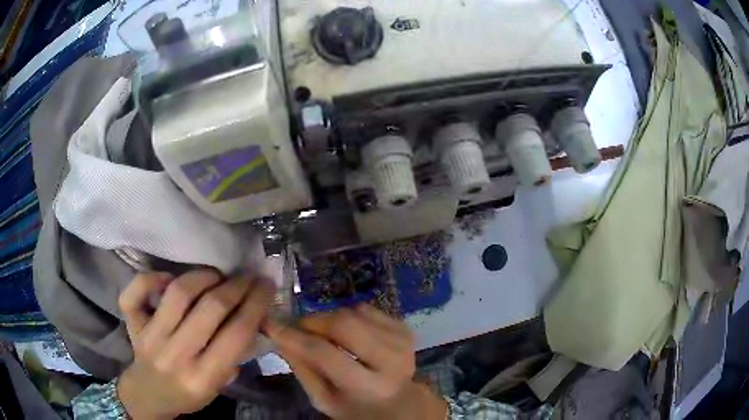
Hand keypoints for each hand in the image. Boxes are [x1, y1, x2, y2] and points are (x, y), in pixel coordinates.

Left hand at [117, 270, 274, 419]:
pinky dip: (151, 278)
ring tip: (216, 276)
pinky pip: (135, 293)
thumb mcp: (218, 386)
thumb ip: (234, 355)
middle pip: (210, 308)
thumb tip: (251, 315)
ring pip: (178, 293)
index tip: (266, 285)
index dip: (256, 304)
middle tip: (248, 276)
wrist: (149, 394)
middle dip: (236, 286)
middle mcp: (176, 356)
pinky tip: (169, 278)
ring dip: (203, 276)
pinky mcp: (132, 323)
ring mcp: (150, 337)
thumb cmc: (189, 393)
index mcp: (203, 378)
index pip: (236, 334)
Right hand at [265, 304, 446, 419]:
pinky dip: (348, 316)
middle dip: (314, 321)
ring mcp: (402, 341)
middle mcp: (391, 361)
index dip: (295, 337)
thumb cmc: (355, 406)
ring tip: (324, 335)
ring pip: (353, 312)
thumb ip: (302, 369)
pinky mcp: (404, 327)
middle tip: (300, 328)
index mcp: (369, 388)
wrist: (398, 400)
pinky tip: (348, 334)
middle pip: (344, 324)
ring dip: (330, 319)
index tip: (272, 324)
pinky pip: (366, 309)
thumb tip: (278, 336)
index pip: (326, 354)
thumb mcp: (324, 399)